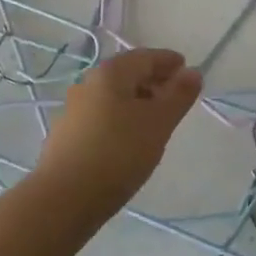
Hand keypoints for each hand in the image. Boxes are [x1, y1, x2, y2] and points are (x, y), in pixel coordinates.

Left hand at [36, 47, 203, 217]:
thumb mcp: (158, 123)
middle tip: (177, 97)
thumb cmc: (118, 153)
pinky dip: (121, 118)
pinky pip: (102, 115)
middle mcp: (89, 82)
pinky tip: (130, 140)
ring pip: (114, 96)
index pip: (146, 56)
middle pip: (128, 73)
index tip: (188, 71)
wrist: (63, 199)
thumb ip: (178, 95)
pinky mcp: (67, 134)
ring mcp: (74, 108)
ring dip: (138, 101)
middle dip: (154, 81)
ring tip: (157, 121)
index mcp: (111, 73)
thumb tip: (193, 71)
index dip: (169, 62)